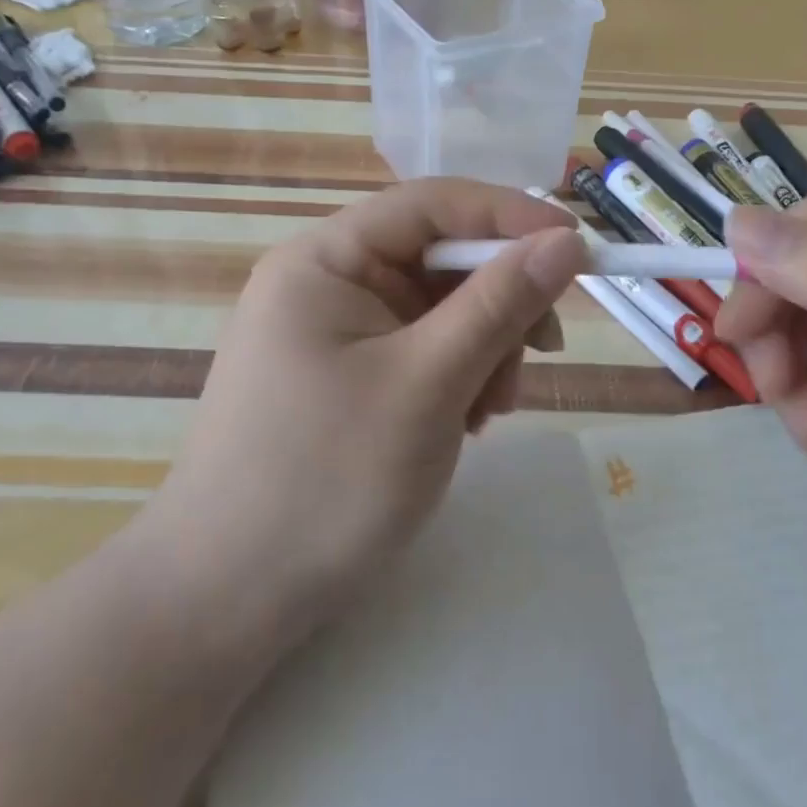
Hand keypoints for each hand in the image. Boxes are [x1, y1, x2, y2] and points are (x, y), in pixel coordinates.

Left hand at [141, 178, 586, 643]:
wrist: (227, 601)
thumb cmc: (326, 481)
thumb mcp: (428, 384)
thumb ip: (499, 304)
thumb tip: (567, 242)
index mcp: (327, 258)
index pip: (433, 204)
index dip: (510, 216)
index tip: (579, 250)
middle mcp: (327, 280)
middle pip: (440, 258)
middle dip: (498, 303)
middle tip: (543, 354)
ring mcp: (334, 328)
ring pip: (440, 307)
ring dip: (483, 347)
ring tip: (488, 412)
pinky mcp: (346, 372)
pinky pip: (422, 347)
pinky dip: (457, 374)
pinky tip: (464, 422)